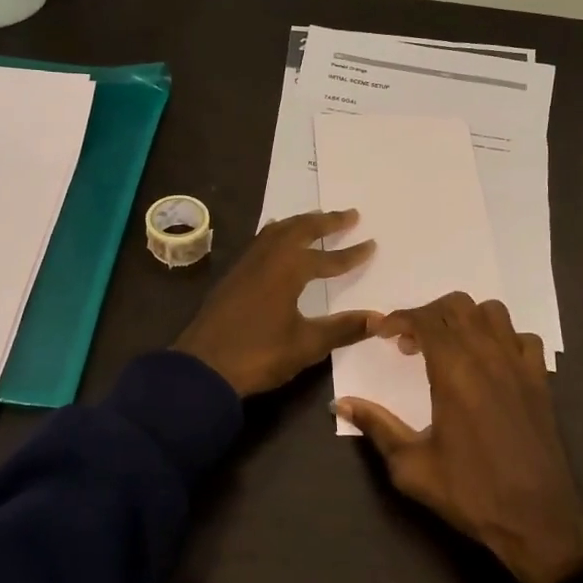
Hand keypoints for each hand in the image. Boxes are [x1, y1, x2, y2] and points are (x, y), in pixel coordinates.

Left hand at [171, 210, 379, 397]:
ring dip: (300, 223)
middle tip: (350, 215)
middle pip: (300, 229)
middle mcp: (267, 258)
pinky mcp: (232, 277)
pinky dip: (277, 234)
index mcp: (288, 269)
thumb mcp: (306, 345)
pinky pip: (260, 242)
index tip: (371, 244)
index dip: (351, 254)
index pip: (327, 258)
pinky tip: (277, 241)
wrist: (203, 368)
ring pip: (276, 232)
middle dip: (326, 222)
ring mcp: (246, 265)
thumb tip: (379, 318)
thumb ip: (343, 329)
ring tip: (316, 219)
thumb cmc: (258, 354)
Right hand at [335, 293, 582, 582]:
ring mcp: (519, 365)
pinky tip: (489, 362)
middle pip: (457, 307)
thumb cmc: (469, 492)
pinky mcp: (540, 380)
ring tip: (448, 346)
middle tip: (409, 343)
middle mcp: (488, 356)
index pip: (424, 319)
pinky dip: (502, 338)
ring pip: (492, 313)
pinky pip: (522, 338)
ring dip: (464, 319)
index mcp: (454, 371)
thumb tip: (340, 404)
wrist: (536, 519)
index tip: (380, 332)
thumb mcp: (411, 465)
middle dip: (427, 314)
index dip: (398, 318)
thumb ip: (376, 426)